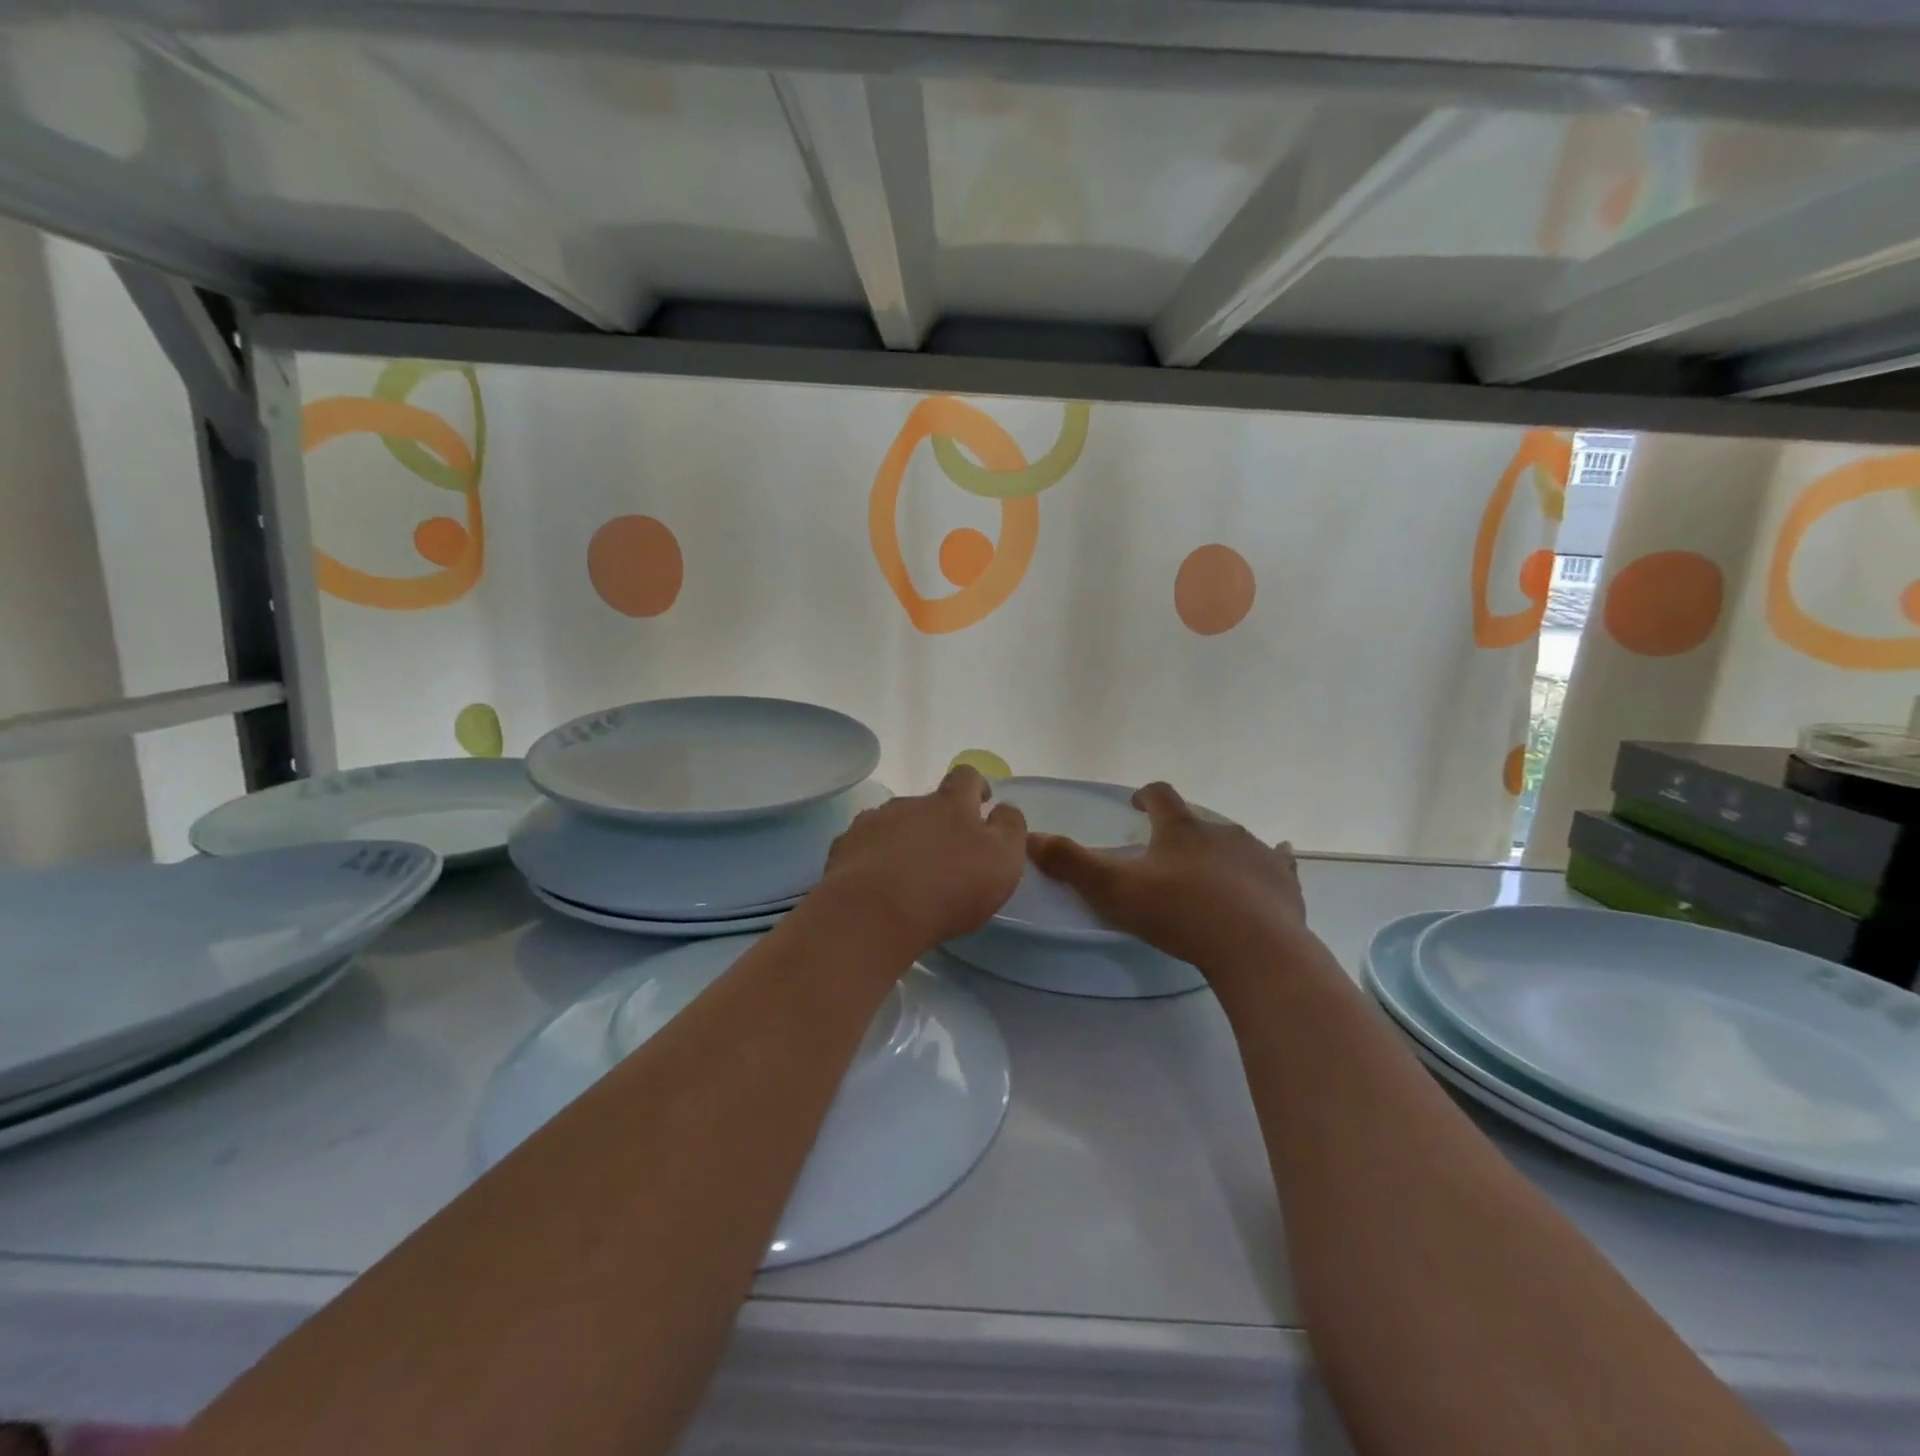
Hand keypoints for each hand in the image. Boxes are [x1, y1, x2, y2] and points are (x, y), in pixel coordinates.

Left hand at [816, 765, 1027, 956]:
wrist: (873, 913)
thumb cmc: (948, 888)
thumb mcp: (1002, 860)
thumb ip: (1010, 828)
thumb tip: (1004, 808)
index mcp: (950, 804)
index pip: (965, 776)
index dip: (975, 786)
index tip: (981, 802)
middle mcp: (909, 804)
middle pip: (926, 802)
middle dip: (937, 822)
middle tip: (946, 856)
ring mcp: (872, 823)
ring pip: (893, 823)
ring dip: (903, 839)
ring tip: (907, 874)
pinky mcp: (844, 849)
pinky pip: (863, 846)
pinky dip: (873, 858)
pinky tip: (877, 885)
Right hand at [1026, 782, 1306, 976]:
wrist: (1254, 949)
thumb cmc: (1179, 914)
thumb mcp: (1114, 890)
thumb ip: (1071, 863)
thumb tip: (1030, 836)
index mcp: (1181, 829)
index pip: (1161, 796)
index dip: (1147, 797)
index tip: (1138, 804)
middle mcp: (1221, 831)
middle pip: (1198, 820)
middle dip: (1182, 831)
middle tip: (1169, 853)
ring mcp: (1258, 854)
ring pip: (1236, 841)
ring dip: (1221, 849)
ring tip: (1211, 870)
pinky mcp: (1284, 882)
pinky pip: (1278, 862)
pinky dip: (1271, 861)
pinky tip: (1276, 863)